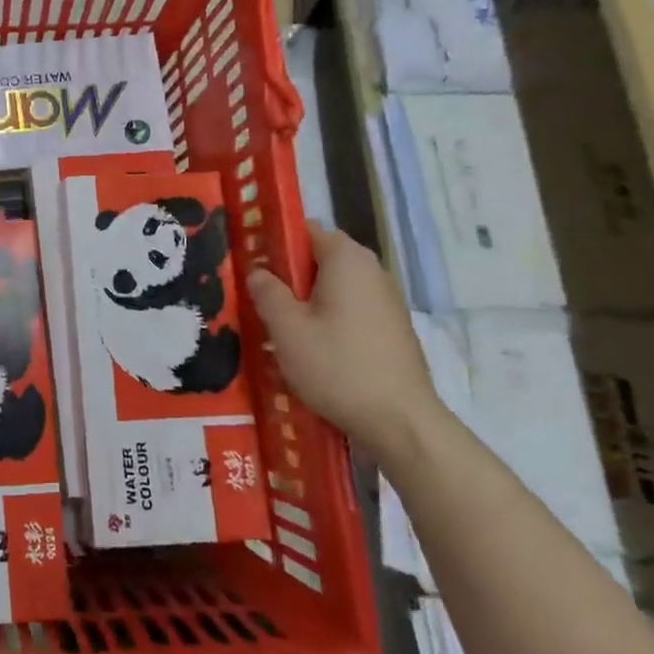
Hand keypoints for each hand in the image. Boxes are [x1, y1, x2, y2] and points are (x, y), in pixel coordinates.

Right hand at [246, 224, 445, 464]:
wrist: (402, 423)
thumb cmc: (338, 367)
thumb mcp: (287, 329)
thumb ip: (267, 292)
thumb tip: (258, 271)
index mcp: (347, 259)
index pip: (305, 230)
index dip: (275, 242)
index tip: (251, 265)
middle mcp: (372, 270)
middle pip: (320, 258)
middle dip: (289, 275)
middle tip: (260, 301)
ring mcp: (387, 300)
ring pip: (334, 286)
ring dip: (307, 300)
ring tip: (282, 329)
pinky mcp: (392, 328)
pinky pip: (351, 308)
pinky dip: (329, 318)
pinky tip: (314, 349)